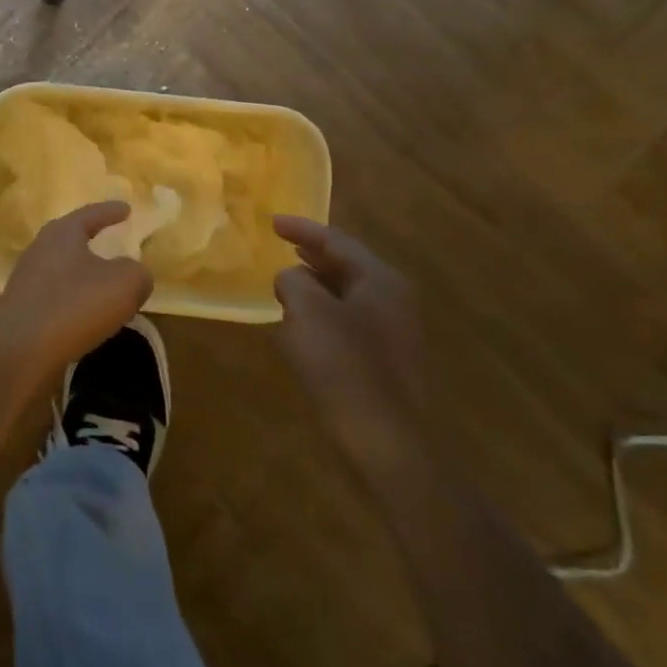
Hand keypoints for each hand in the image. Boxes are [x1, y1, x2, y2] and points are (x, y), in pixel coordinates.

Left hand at [0, 202, 153, 377]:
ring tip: (103, 284)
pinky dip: (73, 299)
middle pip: (70, 238)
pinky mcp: (22, 308)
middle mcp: (40, 249)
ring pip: (62, 268)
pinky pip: (55, 295)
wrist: (20, 349)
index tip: (127, 208)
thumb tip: (135, 274)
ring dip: (82, 273)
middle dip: (91, 239)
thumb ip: (137, 273)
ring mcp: (26, 279)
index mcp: (62, 233)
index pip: (91, 214)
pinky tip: (85, 314)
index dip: (111, 211)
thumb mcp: (124, 284)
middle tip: (111, 241)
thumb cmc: (75, 304)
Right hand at [273, 216, 428, 470]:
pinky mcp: (388, 363)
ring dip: (318, 286)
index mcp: (379, 280)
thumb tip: (291, 278)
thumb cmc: (345, 368)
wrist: (387, 444)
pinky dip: (325, 314)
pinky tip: (303, 327)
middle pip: (348, 265)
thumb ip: (293, 281)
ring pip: (349, 295)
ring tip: (289, 282)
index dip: (302, 229)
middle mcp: (393, 300)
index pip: (337, 240)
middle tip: (284, 246)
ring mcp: (395, 333)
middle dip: (314, 255)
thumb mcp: (307, 312)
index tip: (272, 222)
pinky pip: (350, 323)